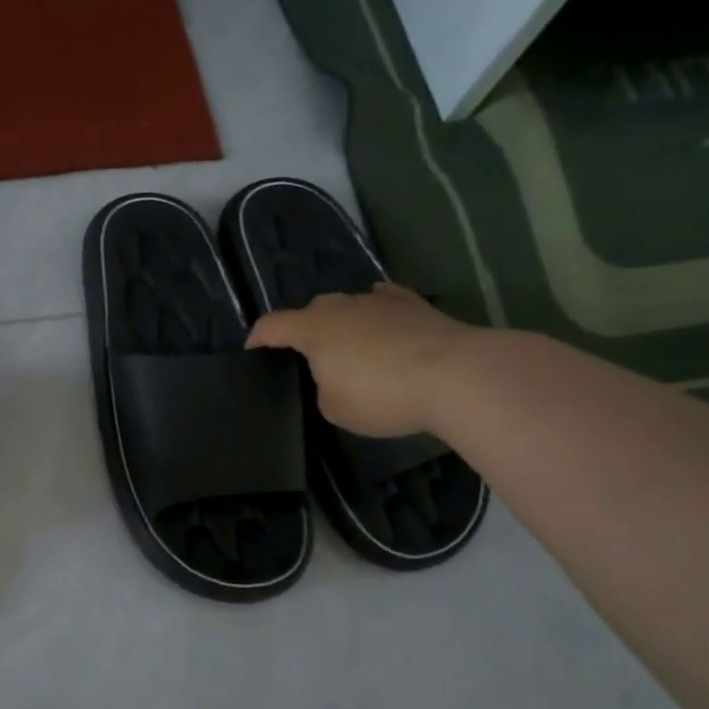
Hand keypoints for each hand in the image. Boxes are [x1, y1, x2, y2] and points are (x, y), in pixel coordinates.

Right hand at [247, 285, 479, 436]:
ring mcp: (380, 302)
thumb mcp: (334, 407)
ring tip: (347, 345)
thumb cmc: (382, 395)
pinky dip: (375, 313)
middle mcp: (342, 307)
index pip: (271, 325)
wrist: (456, 376)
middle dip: (302, 329)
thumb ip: (322, 386)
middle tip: (306, 356)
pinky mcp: (414, 305)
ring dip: (341, 323)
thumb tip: (335, 373)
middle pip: (310, 310)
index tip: (252, 352)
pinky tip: (381, 321)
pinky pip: (383, 302)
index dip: (257, 338)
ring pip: (348, 305)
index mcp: (313, 330)